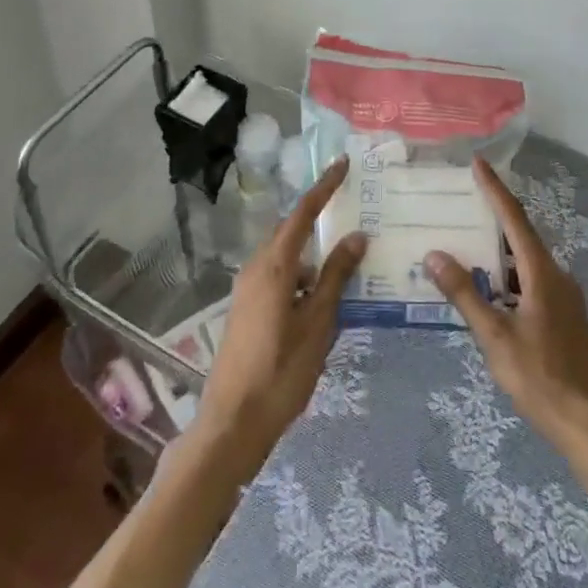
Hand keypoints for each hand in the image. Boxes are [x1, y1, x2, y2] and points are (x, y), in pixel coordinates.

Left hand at [198, 156, 365, 472]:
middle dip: (320, 219)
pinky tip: (323, 299)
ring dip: (314, 256)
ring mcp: (248, 289)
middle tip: (352, 211)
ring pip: (287, 258)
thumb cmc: (280, 372)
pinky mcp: (247, 309)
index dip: (324, 186)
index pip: (303, 213)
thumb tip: (356, 236)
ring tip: (347, 265)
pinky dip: (303, 278)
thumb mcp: (318, 324)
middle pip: (292, 232)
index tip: (343, 163)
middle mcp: (257, 268)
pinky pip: (280, 278)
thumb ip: (336, 277)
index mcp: (274, 266)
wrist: (231, 425)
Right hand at [426, 157, 587, 453]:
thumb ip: (465, 295)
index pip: (514, 219)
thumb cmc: (542, 379)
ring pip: (525, 262)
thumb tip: (435, 255)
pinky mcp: (564, 318)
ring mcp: (563, 298)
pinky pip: (531, 282)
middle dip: (493, 217)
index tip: (478, 162)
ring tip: (466, 245)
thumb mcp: (496, 338)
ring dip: (498, 252)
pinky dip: (507, 276)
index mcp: (542, 274)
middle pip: (521, 236)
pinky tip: (488, 292)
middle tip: (461, 203)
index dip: (495, 190)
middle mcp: (556, 276)